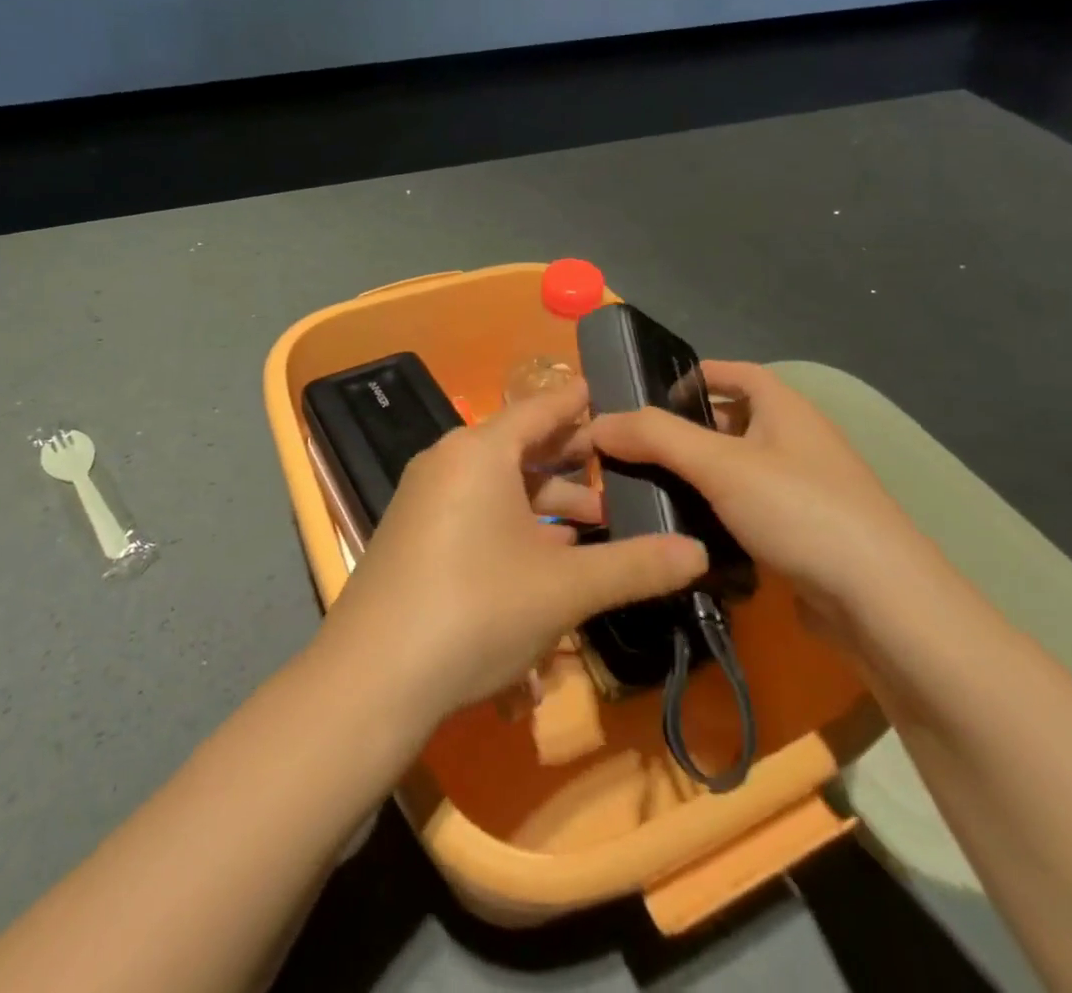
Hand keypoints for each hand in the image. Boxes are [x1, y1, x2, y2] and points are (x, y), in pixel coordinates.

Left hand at [320, 379, 706, 724]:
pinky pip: (474, 509)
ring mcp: (424, 497)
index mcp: (479, 451)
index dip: (579, 402)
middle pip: (520, 446)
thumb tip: (699, 552)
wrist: (372, 677)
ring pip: (497, 483)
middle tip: (621, 470)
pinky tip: (544, 555)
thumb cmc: (476, 610)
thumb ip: (635, 566)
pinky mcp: (413, 533)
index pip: (540, 409)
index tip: (611, 395)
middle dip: (571, 461)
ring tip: (594, 523)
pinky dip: (513, 521)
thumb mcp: (564, 588)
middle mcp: (447, 462)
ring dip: (546, 500)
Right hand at [587, 361, 929, 628]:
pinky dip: (716, 514)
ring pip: (735, 470)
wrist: (883, 604)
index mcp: (784, 407)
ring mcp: (803, 490)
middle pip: (729, 421)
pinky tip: (684, 532)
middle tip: (631, 449)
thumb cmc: (800, 510)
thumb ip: (655, 437)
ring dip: (695, 476)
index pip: (732, 372)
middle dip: (682, 431)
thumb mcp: (719, 464)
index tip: (642, 396)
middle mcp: (796, 440)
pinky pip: (747, 510)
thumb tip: (597, 422)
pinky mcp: (802, 534)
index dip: (691, 375)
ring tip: (645, 489)